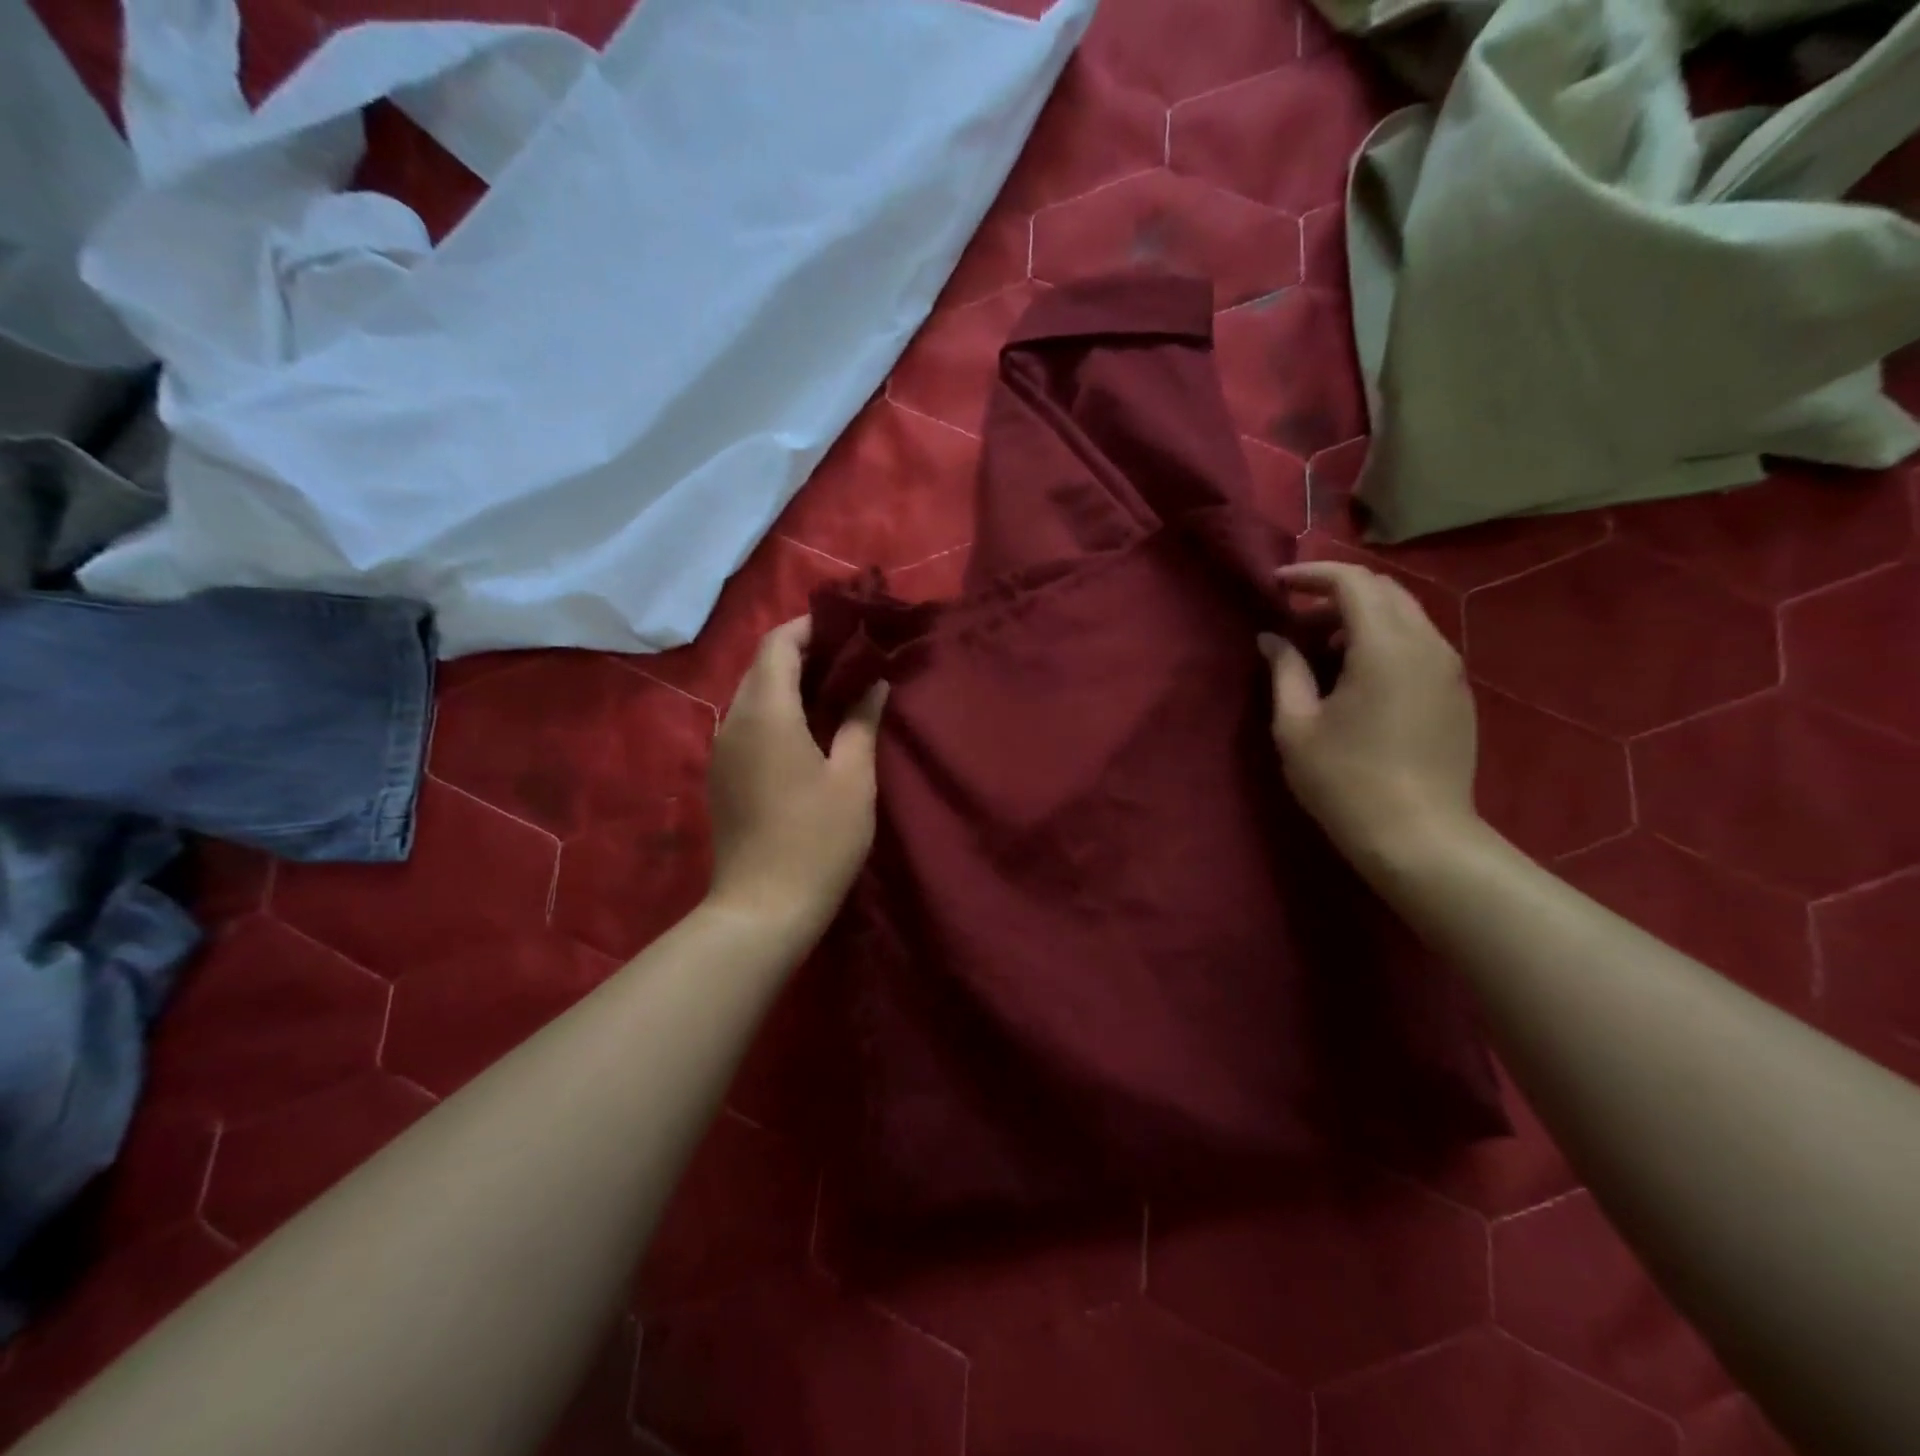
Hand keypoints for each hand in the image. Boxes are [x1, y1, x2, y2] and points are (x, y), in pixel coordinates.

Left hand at [706, 617, 886, 938]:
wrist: (763, 908)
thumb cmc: (817, 840)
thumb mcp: (853, 778)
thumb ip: (861, 722)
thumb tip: (874, 684)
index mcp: (766, 713)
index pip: (778, 644)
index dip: (810, 627)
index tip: (847, 628)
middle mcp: (734, 721)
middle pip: (761, 666)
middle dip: (802, 653)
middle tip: (849, 660)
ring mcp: (722, 750)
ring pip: (752, 695)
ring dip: (789, 683)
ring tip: (834, 692)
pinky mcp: (721, 775)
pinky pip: (747, 724)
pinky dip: (776, 712)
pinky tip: (807, 731)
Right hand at [1259, 561, 1479, 869]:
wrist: (1419, 838)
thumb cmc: (1345, 782)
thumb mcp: (1297, 725)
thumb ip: (1285, 670)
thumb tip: (1272, 638)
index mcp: (1385, 647)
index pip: (1353, 582)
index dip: (1312, 575)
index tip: (1277, 584)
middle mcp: (1427, 645)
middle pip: (1384, 590)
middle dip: (1336, 592)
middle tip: (1295, 617)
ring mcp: (1449, 669)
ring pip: (1405, 615)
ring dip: (1361, 616)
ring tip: (1321, 648)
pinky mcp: (1457, 693)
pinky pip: (1419, 643)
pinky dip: (1383, 639)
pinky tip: (1356, 675)